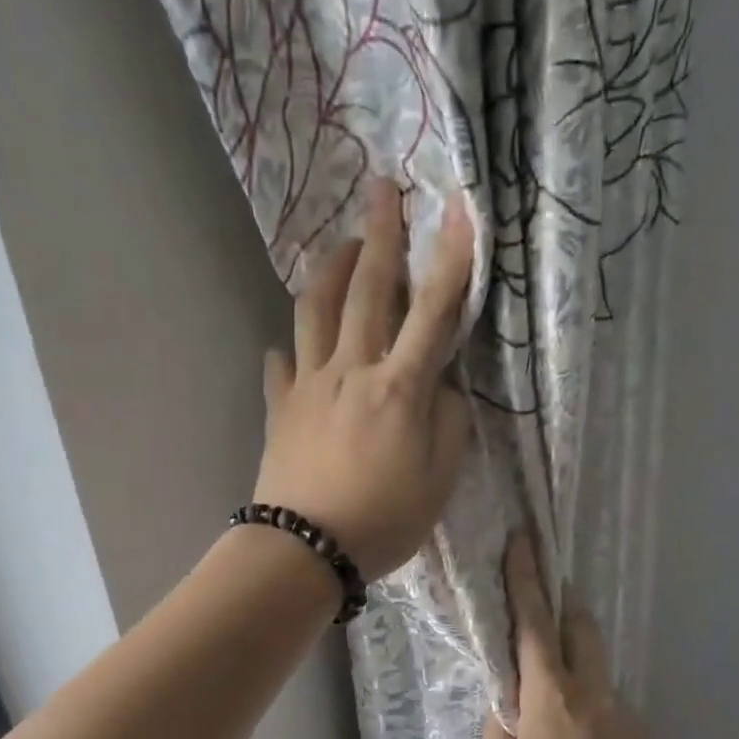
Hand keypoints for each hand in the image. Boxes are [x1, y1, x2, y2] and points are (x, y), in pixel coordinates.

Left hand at [252, 180, 473, 580]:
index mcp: (400, 387)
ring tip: (340, 247)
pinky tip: (287, 349)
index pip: (433, 311)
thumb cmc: (382, 521)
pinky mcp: (279, 409)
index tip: (459, 208)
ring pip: (315, 312)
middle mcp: (353, 370)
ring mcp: (309, 386)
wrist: (304, 549)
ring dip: (329, 271)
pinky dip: (287, 352)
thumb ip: (449, 426)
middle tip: (381, 189)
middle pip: (367, 291)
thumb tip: (442, 389)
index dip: (451, 258)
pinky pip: (280, 368)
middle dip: (379, 235)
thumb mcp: (439, 481)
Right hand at [481, 532, 665, 738]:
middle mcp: (592, 692)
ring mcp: (621, 711)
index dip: (526, 580)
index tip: (523, 541)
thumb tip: (508, 700)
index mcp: (552, 697)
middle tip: (542, 595)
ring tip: (550, 683)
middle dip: (561, 602)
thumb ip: (501, 726)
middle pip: (580, 626)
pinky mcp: (639, 733)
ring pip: (596, 662)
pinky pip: (606, 698)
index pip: (534, 624)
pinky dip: (585, 696)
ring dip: (573, 654)